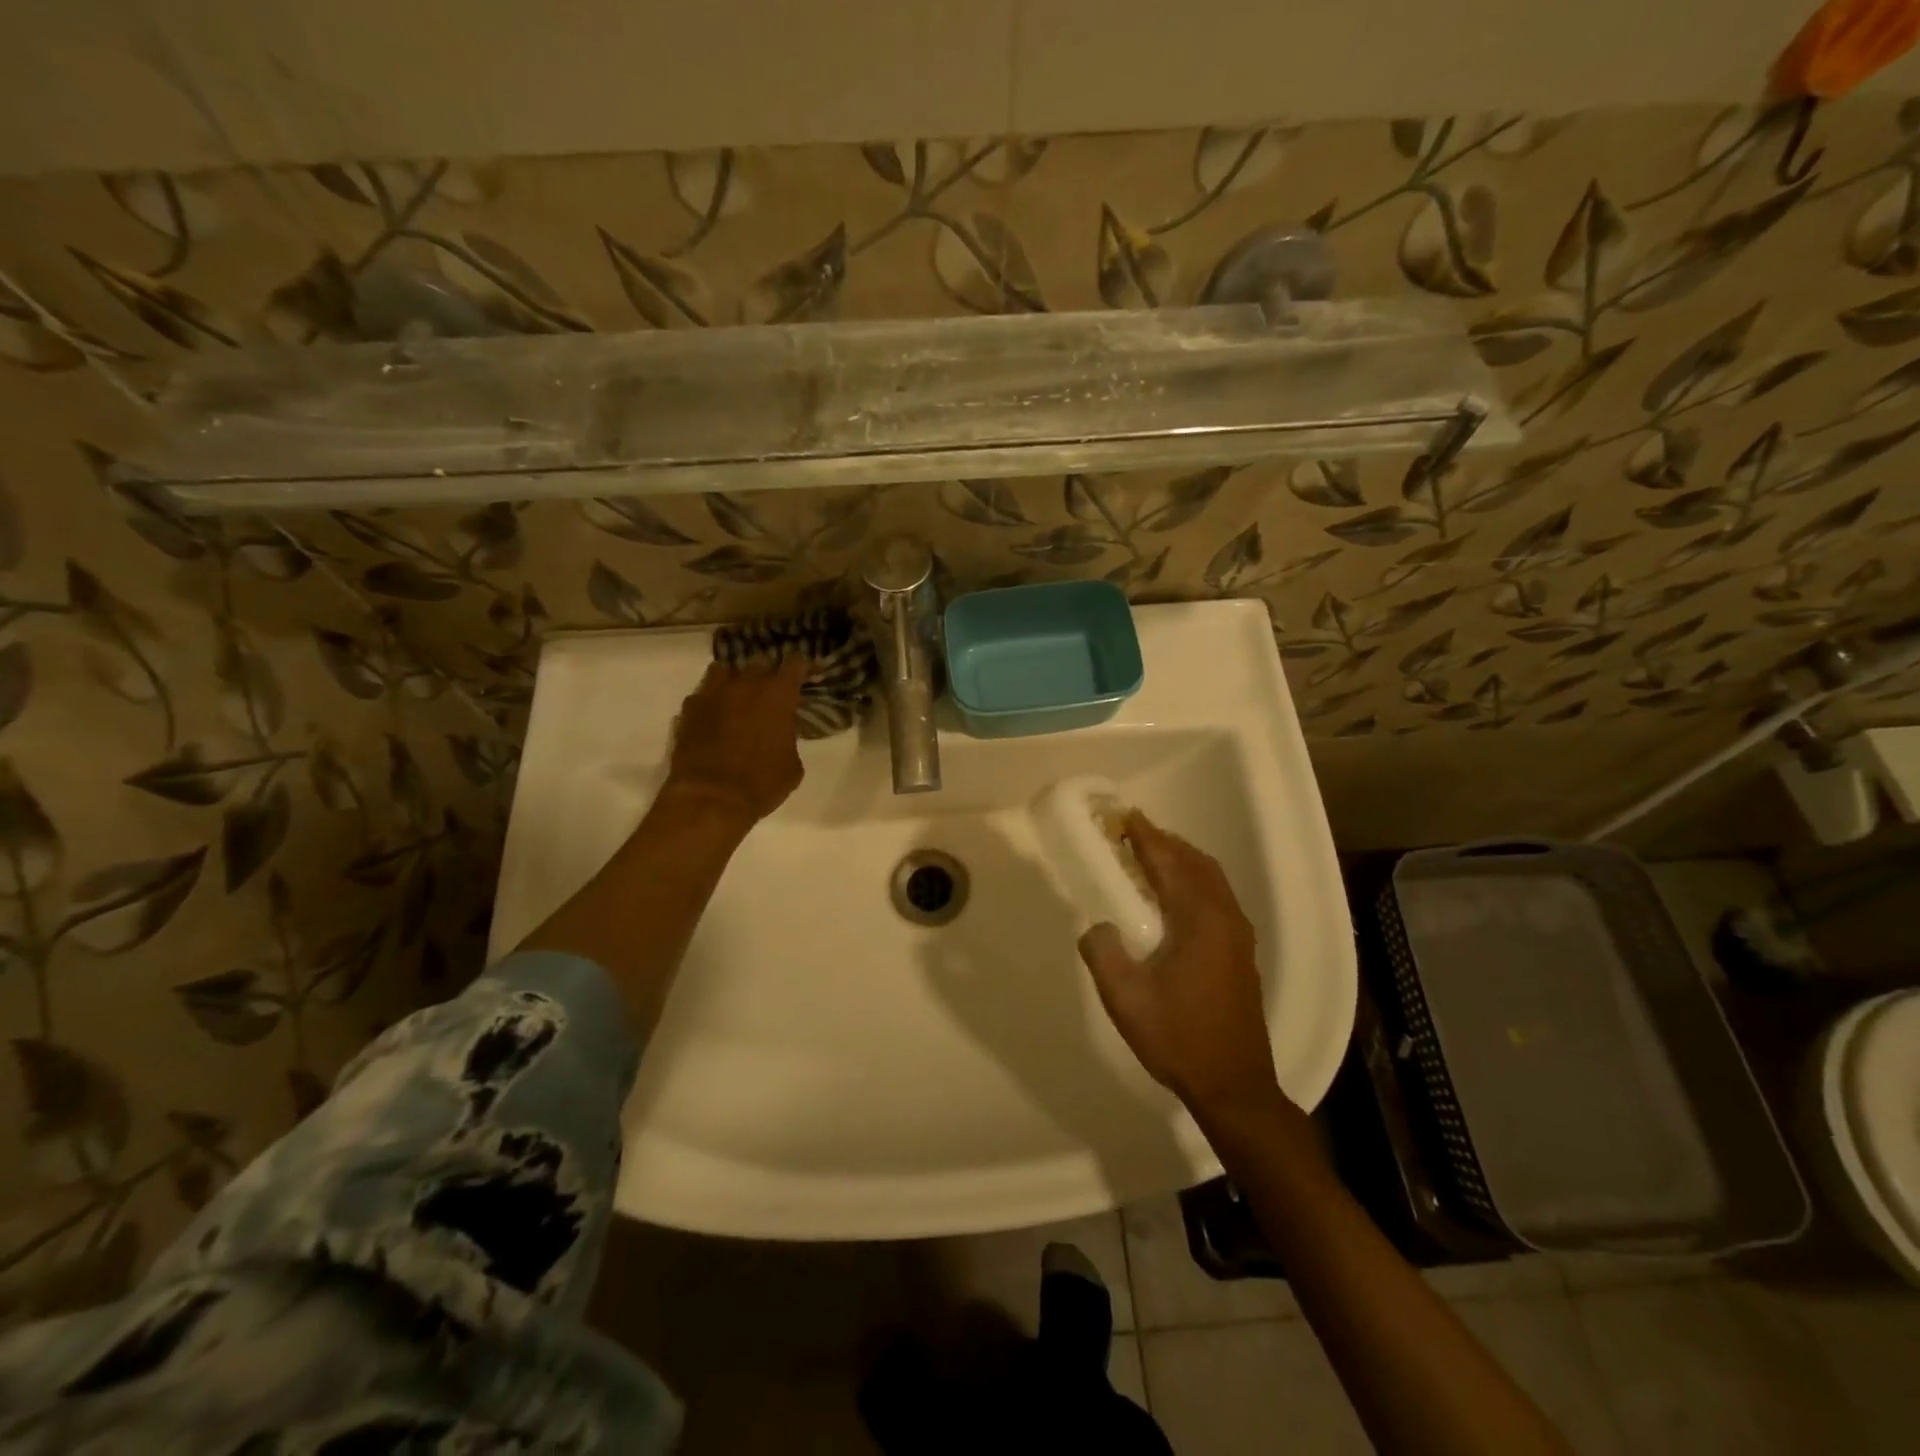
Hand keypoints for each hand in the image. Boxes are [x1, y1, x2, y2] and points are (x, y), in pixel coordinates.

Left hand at [664, 659, 807, 825]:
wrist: (711, 798)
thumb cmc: (762, 783)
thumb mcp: (792, 764)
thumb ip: (789, 737)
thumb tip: (781, 732)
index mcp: (778, 694)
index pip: (795, 664)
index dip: (804, 667)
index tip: (809, 673)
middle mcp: (745, 684)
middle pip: (759, 664)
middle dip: (768, 676)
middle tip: (773, 695)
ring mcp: (712, 694)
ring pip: (724, 671)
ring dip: (735, 680)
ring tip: (739, 697)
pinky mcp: (688, 710)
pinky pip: (702, 695)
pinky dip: (711, 702)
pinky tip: (714, 718)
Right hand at [1077, 812, 1281, 1120]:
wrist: (1233, 1085)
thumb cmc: (1177, 1037)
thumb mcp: (1125, 997)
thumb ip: (1103, 951)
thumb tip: (1099, 926)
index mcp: (1199, 920)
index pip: (1168, 863)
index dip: (1145, 836)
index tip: (1123, 815)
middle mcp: (1225, 918)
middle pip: (1195, 863)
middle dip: (1164, 842)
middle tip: (1130, 834)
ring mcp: (1238, 935)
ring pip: (1210, 879)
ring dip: (1180, 860)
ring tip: (1148, 858)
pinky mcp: (1240, 952)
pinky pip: (1216, 896)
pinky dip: (1193, 881)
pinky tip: (1171, 898)